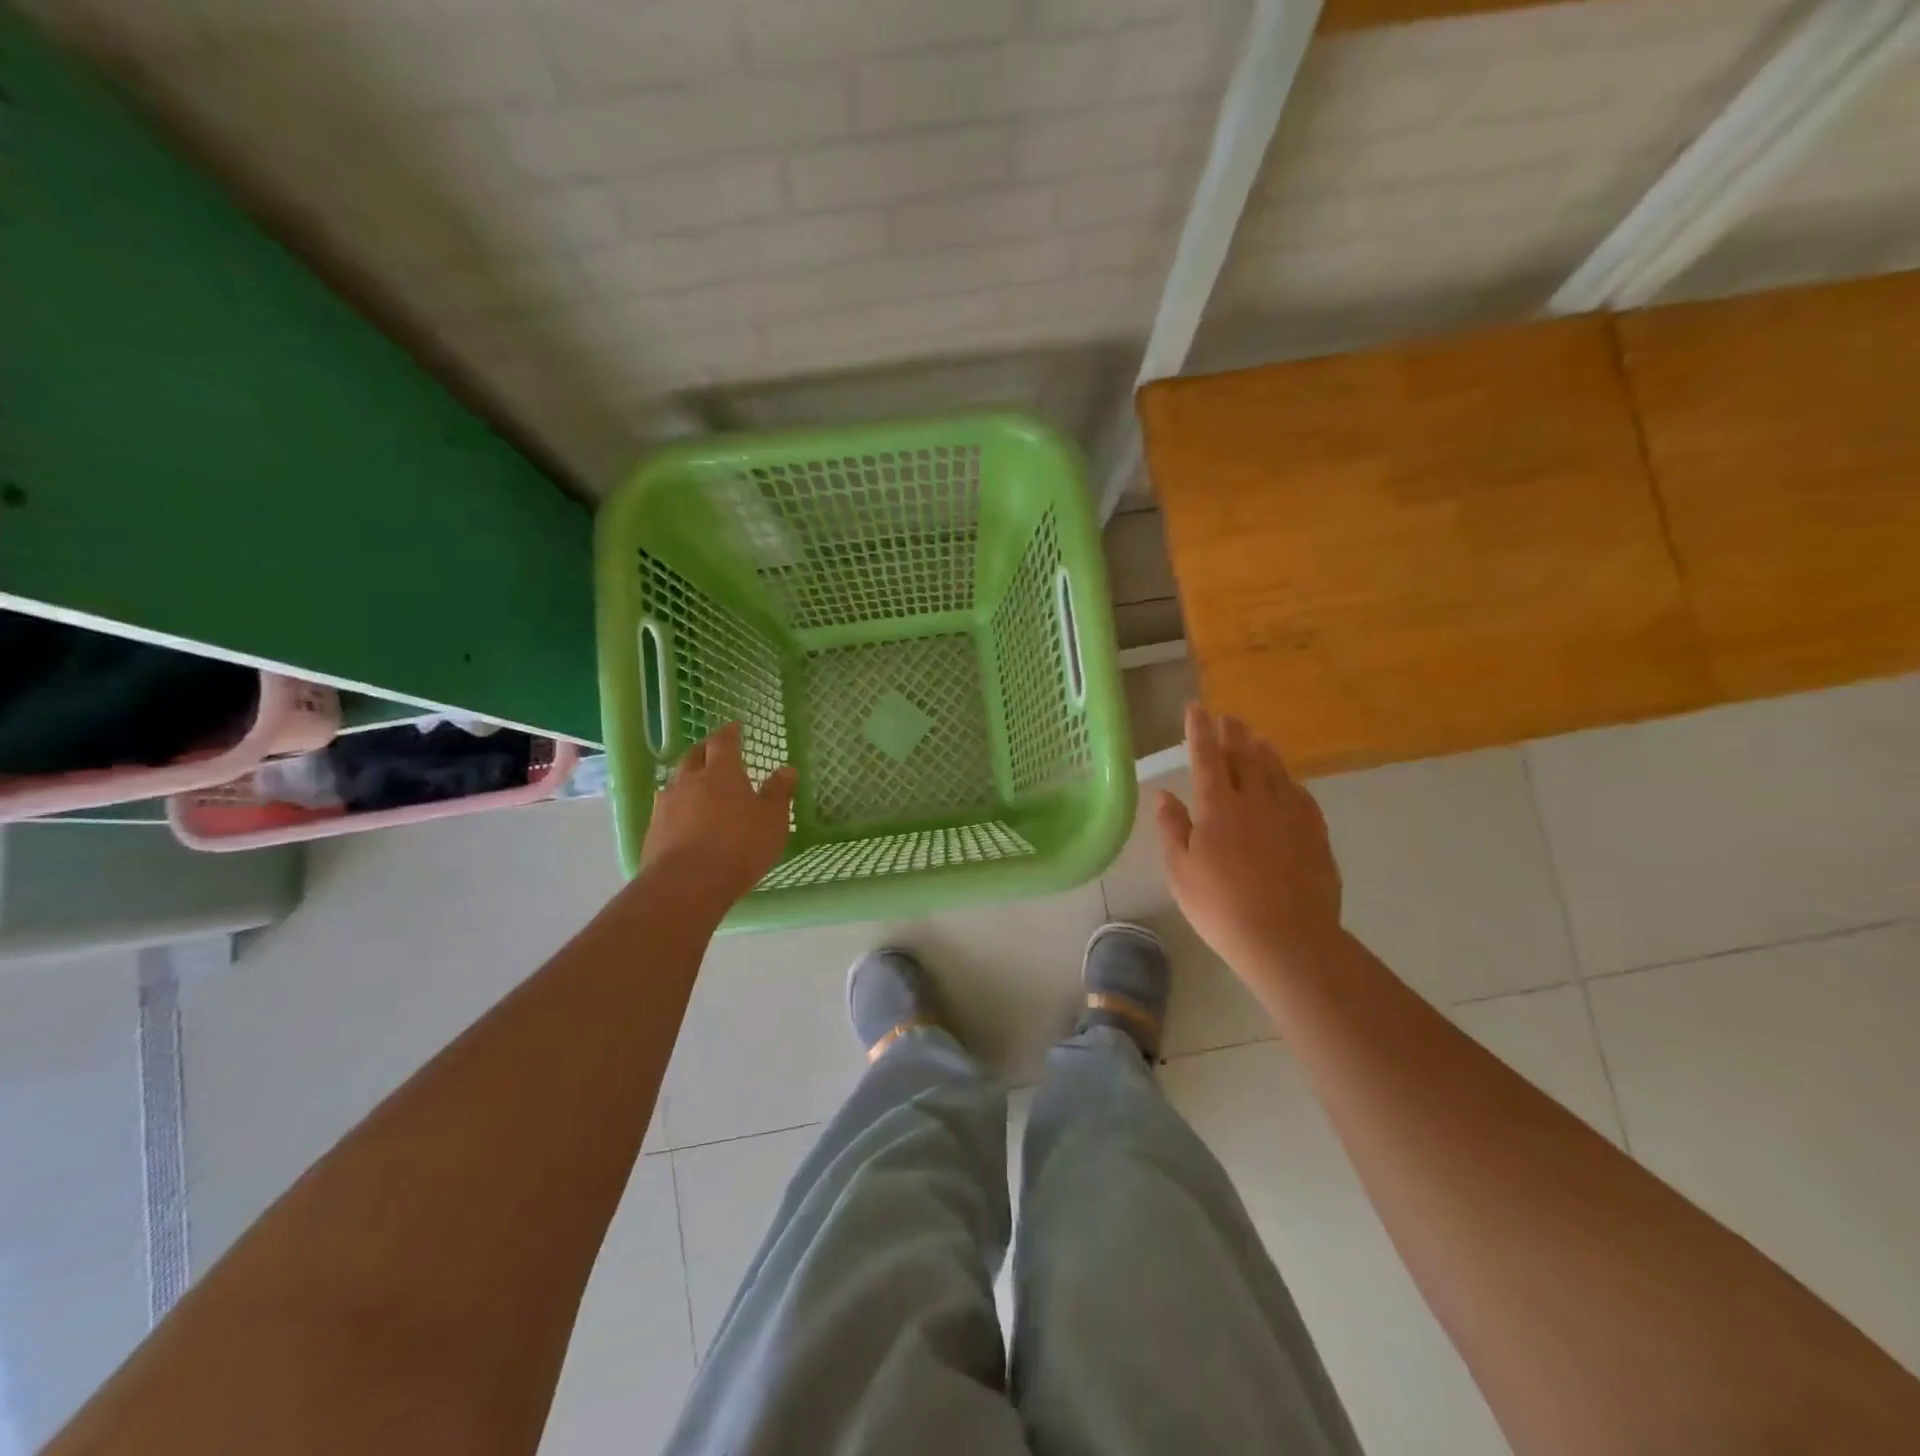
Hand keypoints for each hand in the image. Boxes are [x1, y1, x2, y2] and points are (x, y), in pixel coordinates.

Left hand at [640, 723, 795, 905]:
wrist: (687, 884)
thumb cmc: (739, 846)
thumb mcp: (772, 820)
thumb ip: (779, 793)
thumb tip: (786, 769)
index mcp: (721, 773)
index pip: (723, 742)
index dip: (730, 733)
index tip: (735, 726)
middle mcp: (689, 781)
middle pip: (693, 756)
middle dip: (704, 750)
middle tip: (714, 751)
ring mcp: (666, 805)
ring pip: (676, 782)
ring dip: (687, 780)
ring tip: (697, 787)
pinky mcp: (653, 831)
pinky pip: (667, 809)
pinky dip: (678, 808)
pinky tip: (684, 821)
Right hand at [1157, 703, 1342, 981]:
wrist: (1286, 938)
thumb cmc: (1220, 906)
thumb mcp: (1180, 871)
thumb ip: (1172, 828)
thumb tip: (1164, 795)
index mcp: (1217, 807)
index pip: (1205, 757)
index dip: (1199, 731)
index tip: (1197, 707)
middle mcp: (1255, 800)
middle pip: (1244, 756)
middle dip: (1233, 734)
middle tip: (1228, 717)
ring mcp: (1290, 815)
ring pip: (1276, 772)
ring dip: (1263, 751)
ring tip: (1257, 738)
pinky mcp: (1315, 834)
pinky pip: (1301, 796)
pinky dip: (1290, 782)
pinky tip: (1289, 783)